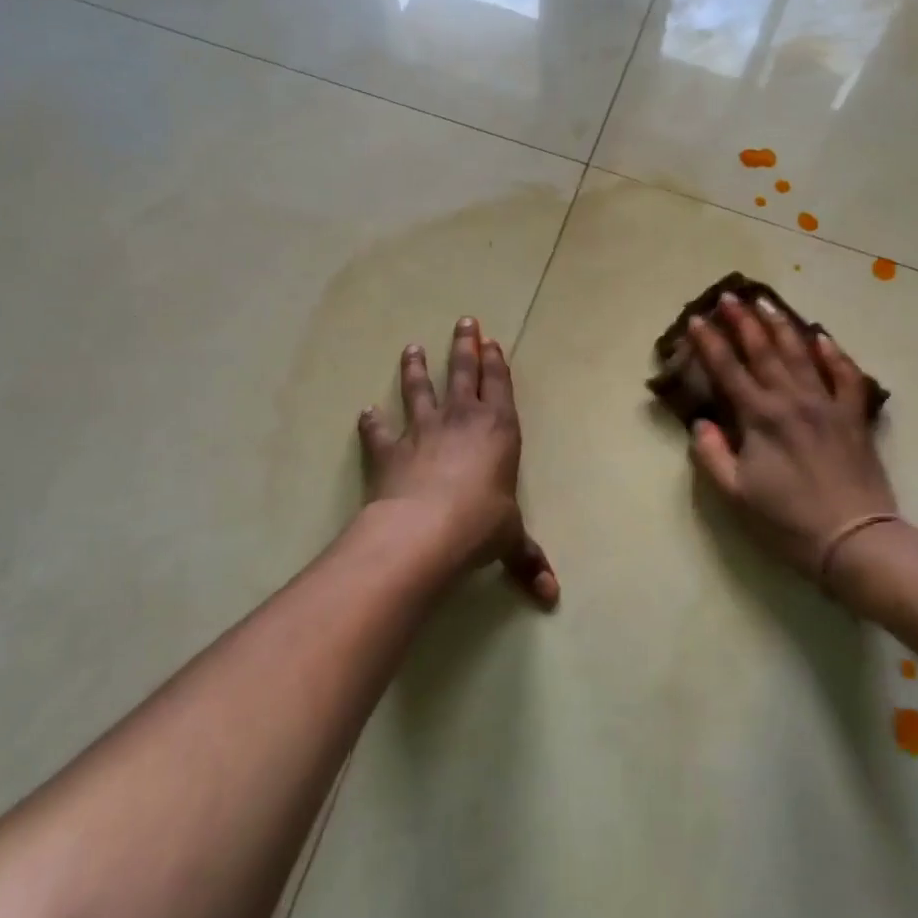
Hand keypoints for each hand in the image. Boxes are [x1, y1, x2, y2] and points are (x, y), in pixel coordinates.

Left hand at [358, 318, 558, 607]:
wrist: (425, 532)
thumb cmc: (480, 527)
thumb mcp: (510, 542)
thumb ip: (528, 560)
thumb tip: (551, 597)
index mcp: (498, 431)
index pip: (498, 386)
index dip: (495, 362)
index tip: (490, 340)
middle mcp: (461, 421)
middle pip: (463, 373)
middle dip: (464, 347)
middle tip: (464, 321)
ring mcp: (422, 432)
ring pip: (419, 390)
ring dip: (416, 369)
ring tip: (411, 348)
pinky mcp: (389, 451)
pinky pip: (379, 432)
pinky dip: (371, 423)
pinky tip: (366, 413)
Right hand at [686, 293, 897, 579]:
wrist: (854, 539)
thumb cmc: (787, 521)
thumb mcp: (735, 494)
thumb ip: (712, 455)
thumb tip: (702, 422)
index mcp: (760, 418)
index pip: (728, 370)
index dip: (709, 343)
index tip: (696, 319)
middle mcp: (792, 400)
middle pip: (764, 351)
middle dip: (743, 322)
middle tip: (729, 297)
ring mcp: (827, 404)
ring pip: (801, 354)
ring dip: (782, 326)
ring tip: (766, 303)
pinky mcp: (854, 416)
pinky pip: (846, 375)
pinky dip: (834, 353)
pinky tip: (822, 337)